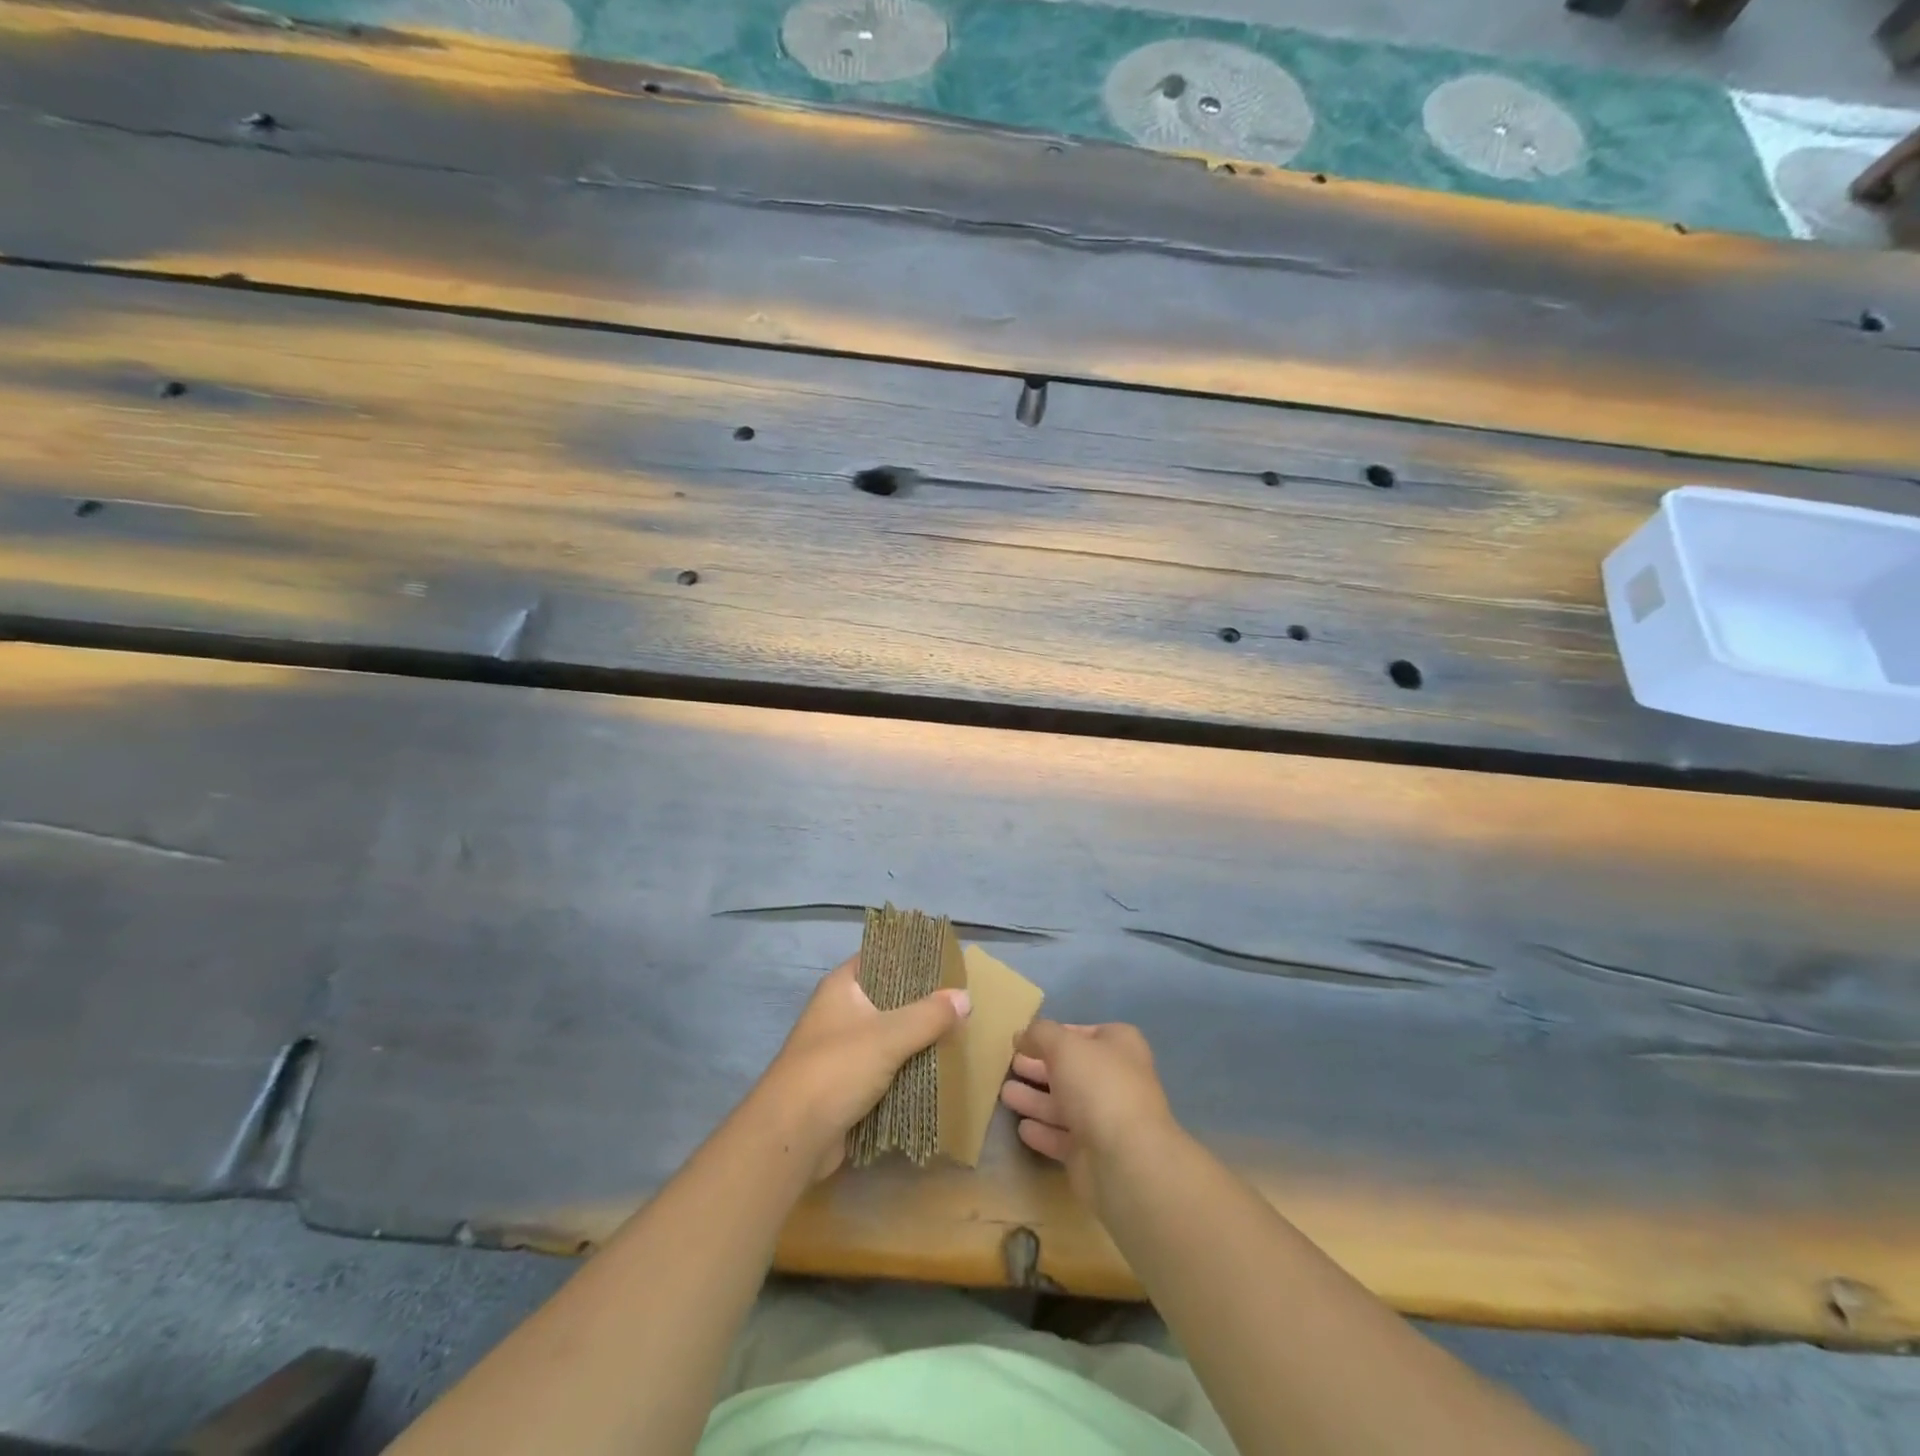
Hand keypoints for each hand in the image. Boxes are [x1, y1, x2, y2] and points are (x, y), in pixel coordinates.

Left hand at [751, 955, 969, 1180]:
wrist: (792, 1137)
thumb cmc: (836, 1069)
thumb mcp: (888, 1036)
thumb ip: (929, 1015)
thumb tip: (965, 997)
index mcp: (842, 987)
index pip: (880, 956)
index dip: (911, 956)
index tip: (946, 961)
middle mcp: (840, 1012)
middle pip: (888, 997)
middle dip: (922, 1002)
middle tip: (961, 1001)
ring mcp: (842, 1049)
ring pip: (888, 1035)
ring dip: (917, 1039)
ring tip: (957, 1033)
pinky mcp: (847, 1084)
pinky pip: (885, 1068)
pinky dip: (907, 1069)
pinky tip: (937, 1069)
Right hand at [1000, 1019, 1179, 1205]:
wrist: (1124, 1160)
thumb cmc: (1098, 1086)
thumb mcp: (1063, 1045)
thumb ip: (1040, 1034)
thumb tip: (1022, 1035)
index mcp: (1119, 1045)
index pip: (1083, 1033)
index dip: (1055, 1034)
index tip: (1025, 1039)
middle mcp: (1116, 1079)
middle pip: (1071, 1069)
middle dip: (1039, 1068)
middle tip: (1010, 1065)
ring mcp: (1106, 1119)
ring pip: (1064, 1104)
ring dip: (1035, 1099)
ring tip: (1004, 1094)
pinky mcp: (1093, 1154)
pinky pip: (1062, 1137)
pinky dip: (1043, 1131)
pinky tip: (1022, 1127)